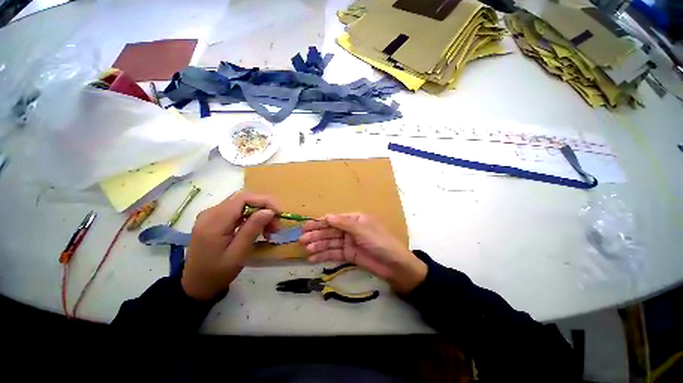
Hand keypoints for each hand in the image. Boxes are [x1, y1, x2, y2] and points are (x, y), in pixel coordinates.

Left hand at [181, 191, 279, 300]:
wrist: (196, 285)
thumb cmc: (217, 273)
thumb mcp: (238, 253)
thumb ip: (252, 229)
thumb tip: (269, 211)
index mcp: (214, 222)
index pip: (243, 198)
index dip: (264, 201)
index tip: (279, 213)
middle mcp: (210, 213)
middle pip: (243, 199)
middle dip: (264, 208)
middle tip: (276, 224)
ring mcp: (210, 215)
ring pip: (241, 204)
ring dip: (259, 213)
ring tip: (270, 229)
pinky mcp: (214, 219)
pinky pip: (237, 211)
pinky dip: (251, 217)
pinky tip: (258, 228)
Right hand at [299, 214, 426, 293]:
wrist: (394, 265)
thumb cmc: (380, 242)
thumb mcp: (363, 230)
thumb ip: (344, 224)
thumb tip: (327, 216)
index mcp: (355, 219)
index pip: (334, 219)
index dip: (320, 222)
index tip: (306, 226)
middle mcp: (350, 230)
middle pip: (330, 231)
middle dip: (317, 235)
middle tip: (302, 240)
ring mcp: (349, 243)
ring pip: (330, 243)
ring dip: (318, 245)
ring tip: (306, 250)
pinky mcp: (349, 255)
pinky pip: (334, 254)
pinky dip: (324, 255)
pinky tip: (313, 258)